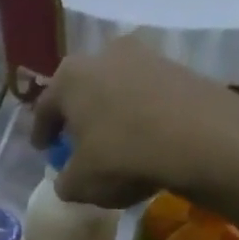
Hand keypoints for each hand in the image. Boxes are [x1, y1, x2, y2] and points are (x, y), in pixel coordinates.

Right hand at [29, 36, 238, 210]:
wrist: (198, 138)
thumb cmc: (121, 157)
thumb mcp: (79, 184)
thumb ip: (64, 180)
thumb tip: (67, 178)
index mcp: (69, 78)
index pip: (44, 107)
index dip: (40, 132)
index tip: (42, 149)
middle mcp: (103, 55)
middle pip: (81, 89)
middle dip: (77, 115)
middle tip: (75, 141)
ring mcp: (143, 56)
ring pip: (114, 88)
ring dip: (109, 112)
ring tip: (111, 140)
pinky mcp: (177, 67)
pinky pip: (144, 94)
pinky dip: (138, 113)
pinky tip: (142, 138)